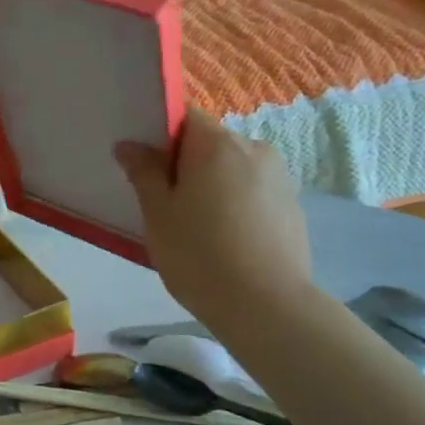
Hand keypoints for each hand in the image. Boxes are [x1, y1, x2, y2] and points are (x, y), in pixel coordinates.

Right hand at [113, 109, 312, 337]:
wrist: (268, 307)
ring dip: (214, 185)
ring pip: (233, 169)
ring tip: (200, 228)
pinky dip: (237, 205)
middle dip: (187, 164)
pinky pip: (254, 192)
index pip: (184, 116)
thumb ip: (144, 172)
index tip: (148, 168)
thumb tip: (130, 145)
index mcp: (217, 143)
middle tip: (168, 205)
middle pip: (210, 143)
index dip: (162, 136)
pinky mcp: (294, 207)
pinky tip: (228, 241)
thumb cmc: (200, 255)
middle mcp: (254, 148)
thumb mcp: (158, 213)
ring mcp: (280, 178)